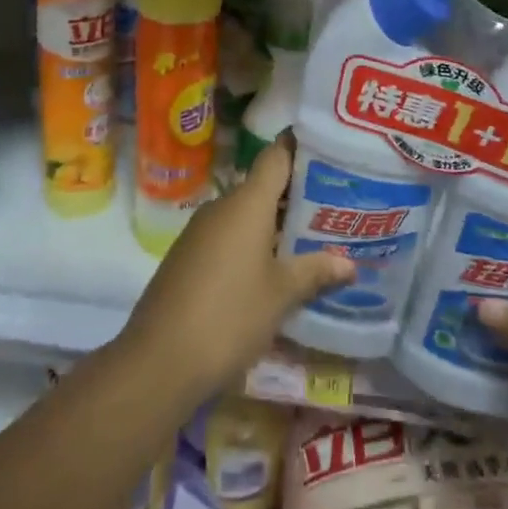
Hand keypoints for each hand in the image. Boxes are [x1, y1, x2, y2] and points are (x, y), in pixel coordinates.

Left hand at [117, 133, 354, 410]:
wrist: (158, 361)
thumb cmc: (229, 316)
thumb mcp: (281, 295)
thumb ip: (314, 272)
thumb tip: (349, 263)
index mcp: (246, 203)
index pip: (277, 156)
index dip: (302, 147)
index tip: (331, 149)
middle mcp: (222, 207)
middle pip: (264, 186)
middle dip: (298, 195)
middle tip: (336, 205)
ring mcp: (200, 232)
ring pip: (246, 215)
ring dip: (276, 224)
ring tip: (313, 238)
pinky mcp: (188, 257)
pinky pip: (229, 237)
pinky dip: (253, 244)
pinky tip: (274, 268)